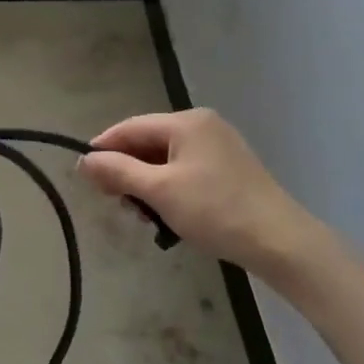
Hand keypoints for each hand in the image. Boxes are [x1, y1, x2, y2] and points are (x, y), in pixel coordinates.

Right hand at [79, 109, 316, 273]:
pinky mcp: (228, 170)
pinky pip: (184, 172)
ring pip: (165, 160)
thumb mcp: (159, 191)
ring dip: (147, 186)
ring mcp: (219, 147)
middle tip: (117, 204)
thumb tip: (84, 160)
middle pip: (147, 143)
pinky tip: (167, 216)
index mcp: (186, 122)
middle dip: (127, 172)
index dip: (103, 149)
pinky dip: (169, 190)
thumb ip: (118, 171)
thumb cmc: (215, 210)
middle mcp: (203, 126)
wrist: (279, 241)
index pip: (130, 128)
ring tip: (144, 217)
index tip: (84, 177)